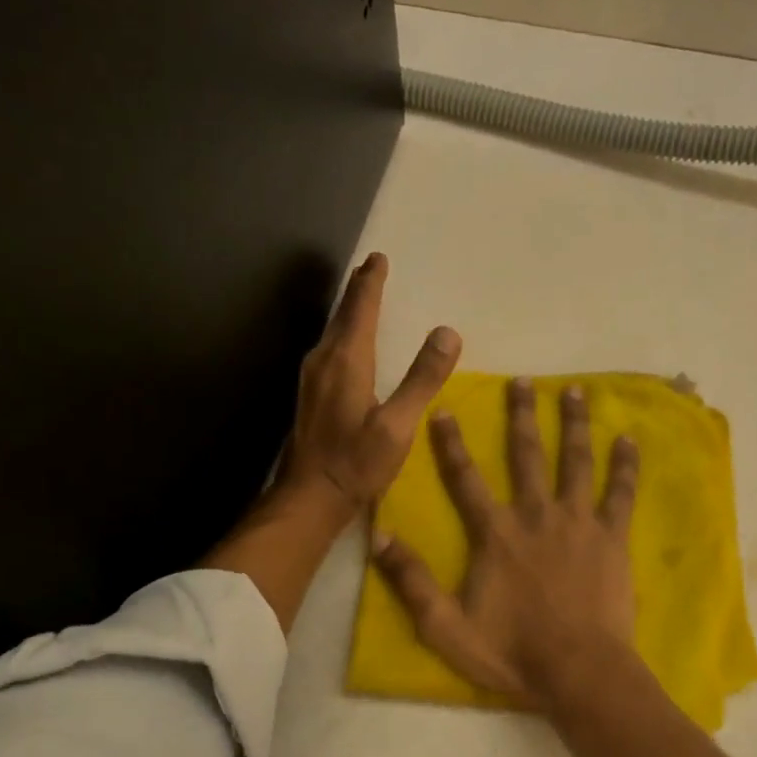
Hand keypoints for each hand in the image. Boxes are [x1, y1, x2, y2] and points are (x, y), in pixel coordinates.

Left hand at [280, 252, 460, 514]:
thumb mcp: (397, 425)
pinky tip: (347, 346)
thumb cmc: (356, 463)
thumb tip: (447, 332)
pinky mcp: (309, 397)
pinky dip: (342, 335)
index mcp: (346, 361)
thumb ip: (422, 378)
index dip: (371, 283)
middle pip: (342, 315)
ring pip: (332, 332)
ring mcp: (311, 379)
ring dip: (348, 312)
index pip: (360, 309)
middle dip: (358, 291)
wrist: (309, 498)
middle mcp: (323, 361)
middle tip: (370, 270)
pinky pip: (328, 350)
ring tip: (362, 300)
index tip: (378, 258)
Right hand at [372, 378, 639, 710]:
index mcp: (496, 534)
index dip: (451, 444)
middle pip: (526, 455)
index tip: (443, 410)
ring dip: (573, 424)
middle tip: (522, 381)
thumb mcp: (446, 626)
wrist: (579, 671)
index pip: (466, 479)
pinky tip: (628, 439)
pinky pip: (620, 493)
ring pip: (575, 461)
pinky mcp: (612, 537)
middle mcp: (536, 515)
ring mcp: (578, 522)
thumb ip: (412, 581)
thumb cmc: (512, 652)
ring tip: (573, 390)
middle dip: (522, 415)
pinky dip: (625, 465)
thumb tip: (377, 536)